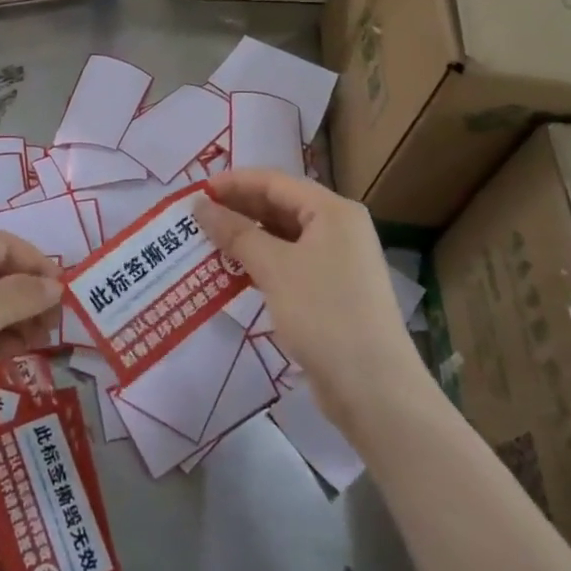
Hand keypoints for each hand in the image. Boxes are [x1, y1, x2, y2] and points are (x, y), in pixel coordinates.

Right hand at [194, 170, 426, 442]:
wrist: (374, 389)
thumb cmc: (324, 314)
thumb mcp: (275, 268)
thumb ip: (235, 233)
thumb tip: (199, 206)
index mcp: (333, 211)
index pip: (276, 181)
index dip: (235, 182)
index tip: (197, 191)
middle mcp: (339, 229)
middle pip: (281, 206)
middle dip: (239, 209)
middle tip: (197, 217)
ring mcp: (338, 262)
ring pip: (283, 236)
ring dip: (247, 237)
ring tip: (208, 242)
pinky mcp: (332, 292)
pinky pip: (289, 263)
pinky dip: (261, 262)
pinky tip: (233, 272)